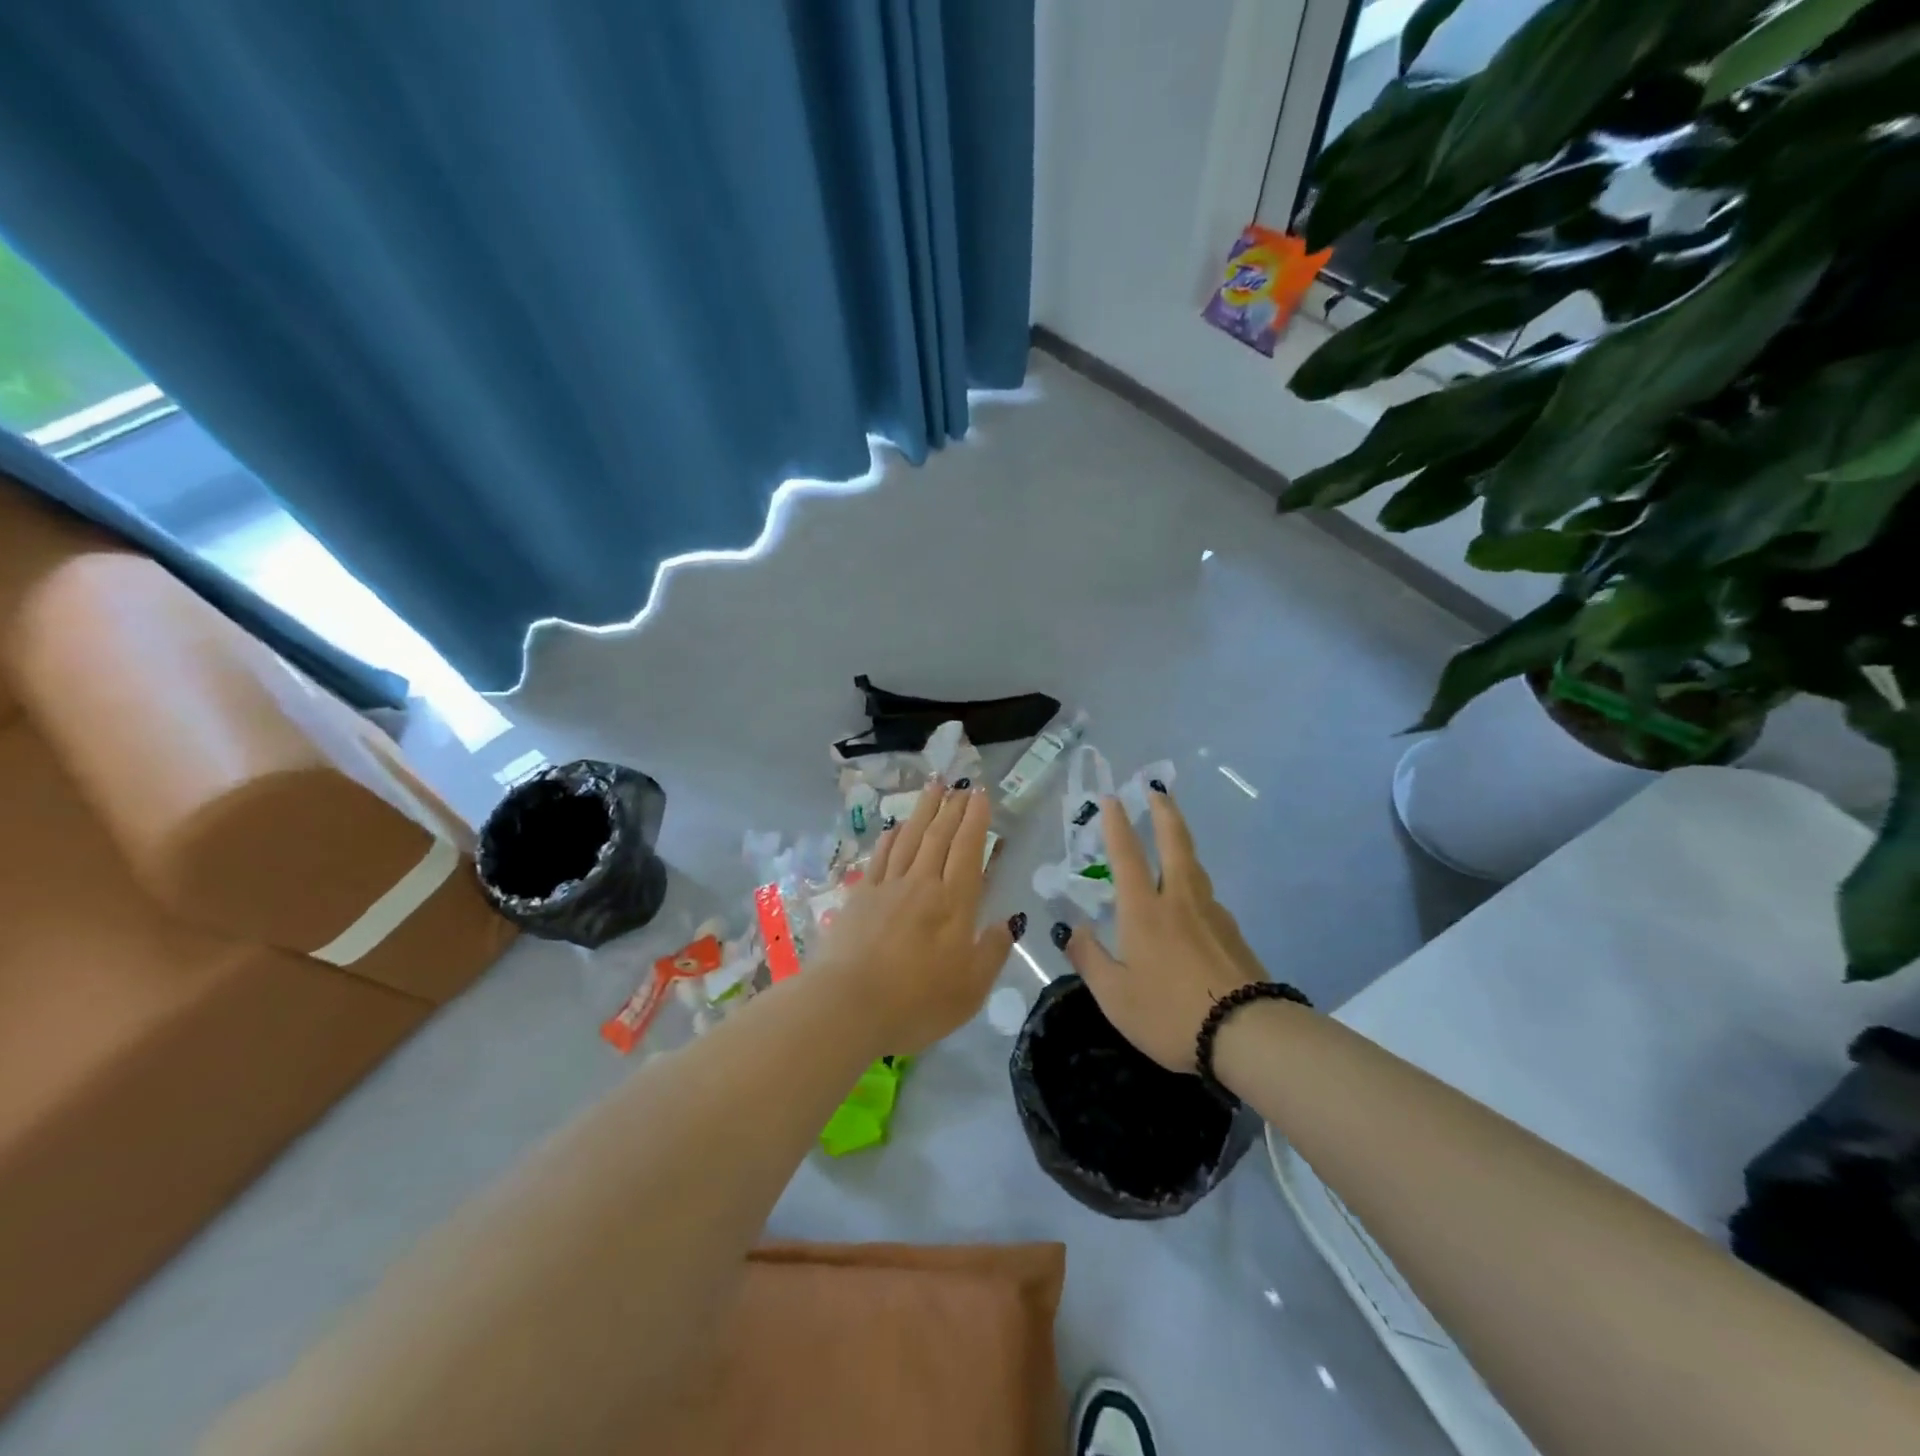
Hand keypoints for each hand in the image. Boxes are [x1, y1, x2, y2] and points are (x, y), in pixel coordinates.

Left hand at [811, 779, 1016, 1054]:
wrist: (848, 1006)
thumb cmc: (917, 1002)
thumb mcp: (970, 990)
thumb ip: (991, 953)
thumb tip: (1006, 924)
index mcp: (953, 903)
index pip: (967, 850)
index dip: (975, 821)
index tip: (981, 795)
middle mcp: (922, 884)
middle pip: (939, 836)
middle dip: (952, 807)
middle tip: (961, 785)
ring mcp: (887, 887)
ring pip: (910, 838)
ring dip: (923, 810)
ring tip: (933, 786)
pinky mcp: (860, 897)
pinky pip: (880, 857)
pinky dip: (891, 838)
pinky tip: (896, 828)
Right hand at [1056, 787, 1265, 1071]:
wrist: (1247, 1034)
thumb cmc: (1169, 1013)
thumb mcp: (1115, 996)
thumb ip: (1089, 959)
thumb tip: (1074, 930)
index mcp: (1144, 910)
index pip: (1127, 855)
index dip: (1117, 824)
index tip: (1113, 797)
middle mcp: (1179, 900)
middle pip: (1175, 844)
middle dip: (1164, 813)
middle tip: (1158, 790)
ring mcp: (1212, 914)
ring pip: (1195, 867)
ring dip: (1182, 843)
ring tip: (1173, 838)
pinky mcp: (1234, 934)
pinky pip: (1208, 897)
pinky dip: (1195, 884)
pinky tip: (1192, 903)